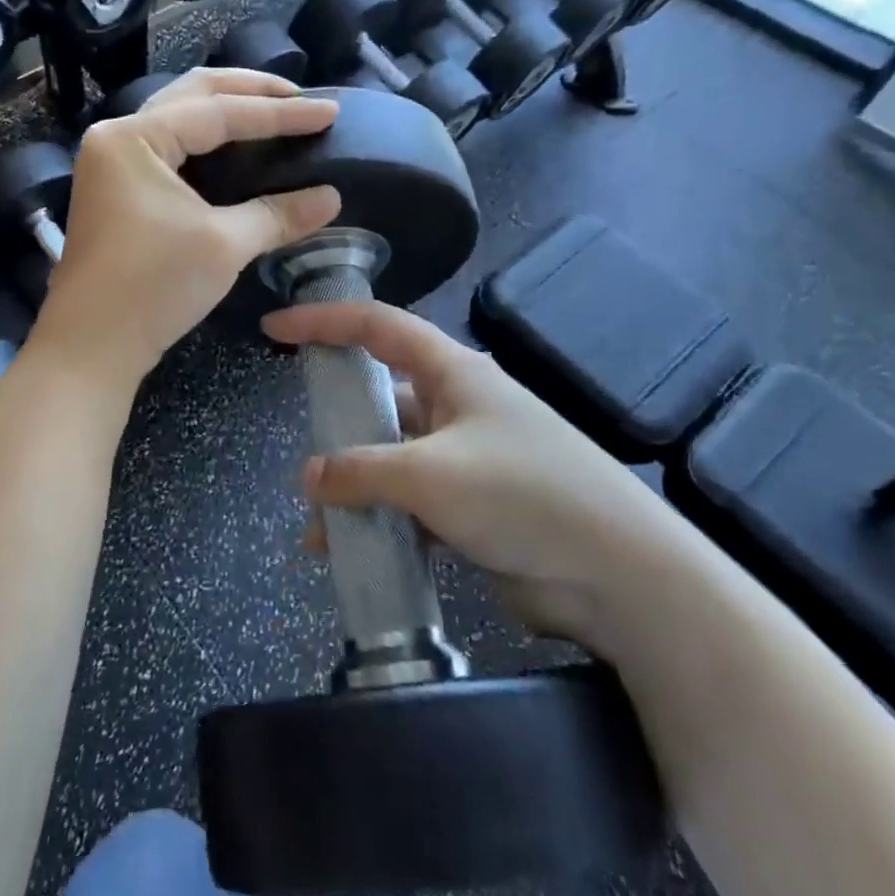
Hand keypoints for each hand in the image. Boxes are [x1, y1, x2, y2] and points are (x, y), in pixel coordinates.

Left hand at [35, 69, 341, 384]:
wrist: (91, 347)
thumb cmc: (153, 287)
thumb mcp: (224, 245)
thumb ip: (278, 214)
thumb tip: (331, 198)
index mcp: (134, 137)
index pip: (219, 112)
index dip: (281, 113)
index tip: (329, 112)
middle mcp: (118, 137)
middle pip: (193, 95)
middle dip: (250, 93)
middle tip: (301, 99)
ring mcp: (113, 163)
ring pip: (180, 118)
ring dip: (228, 111)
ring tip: (277, 114)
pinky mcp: (119, 190)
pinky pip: (171, 147)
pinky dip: (209, 142)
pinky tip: (239, 149)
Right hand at [261, 300, 703, 656]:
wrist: (619, 574)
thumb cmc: (524, 494)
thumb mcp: (430, 475)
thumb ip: (361, 470)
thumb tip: (309, 477)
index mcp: (452, 372)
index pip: (376, 326)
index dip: (323, 321)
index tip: (275, 328)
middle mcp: (458, 405)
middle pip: (381, 397)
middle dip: (337, 427)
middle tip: (302, 458)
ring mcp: (467, 457)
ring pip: (391, 457)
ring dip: (355, 489)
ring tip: (320, 530)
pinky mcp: (474, 505)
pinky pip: (410, 502)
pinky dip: (381, 521)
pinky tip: (355, 553)